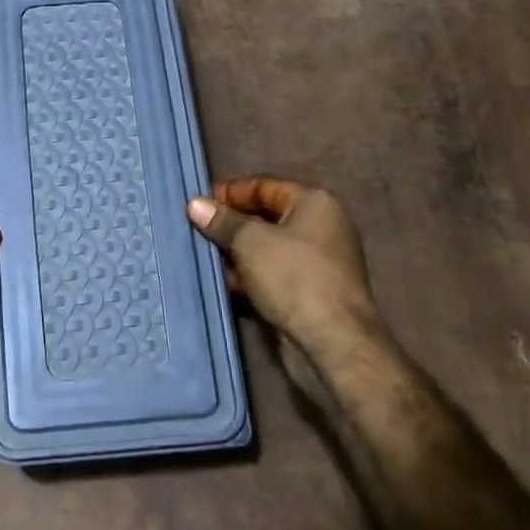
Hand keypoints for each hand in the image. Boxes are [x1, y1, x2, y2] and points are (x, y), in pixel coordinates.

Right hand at [186, 177, 380, 351]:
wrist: (333, 343)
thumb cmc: (294, 277)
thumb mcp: (250, 242)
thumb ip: (222, 221)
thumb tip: (195, 203)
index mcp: (315, 203)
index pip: (264, 186)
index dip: (229, 192)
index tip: (199, 204)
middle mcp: (321, 227)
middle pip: (266, 217)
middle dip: (231, 225)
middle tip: (197, 230)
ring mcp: (318, 263)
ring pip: (267, 249)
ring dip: (237, 253)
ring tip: (203, 256)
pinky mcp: (311, 293)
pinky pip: (273, 275)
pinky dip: (250, 277)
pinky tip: (224, 282)